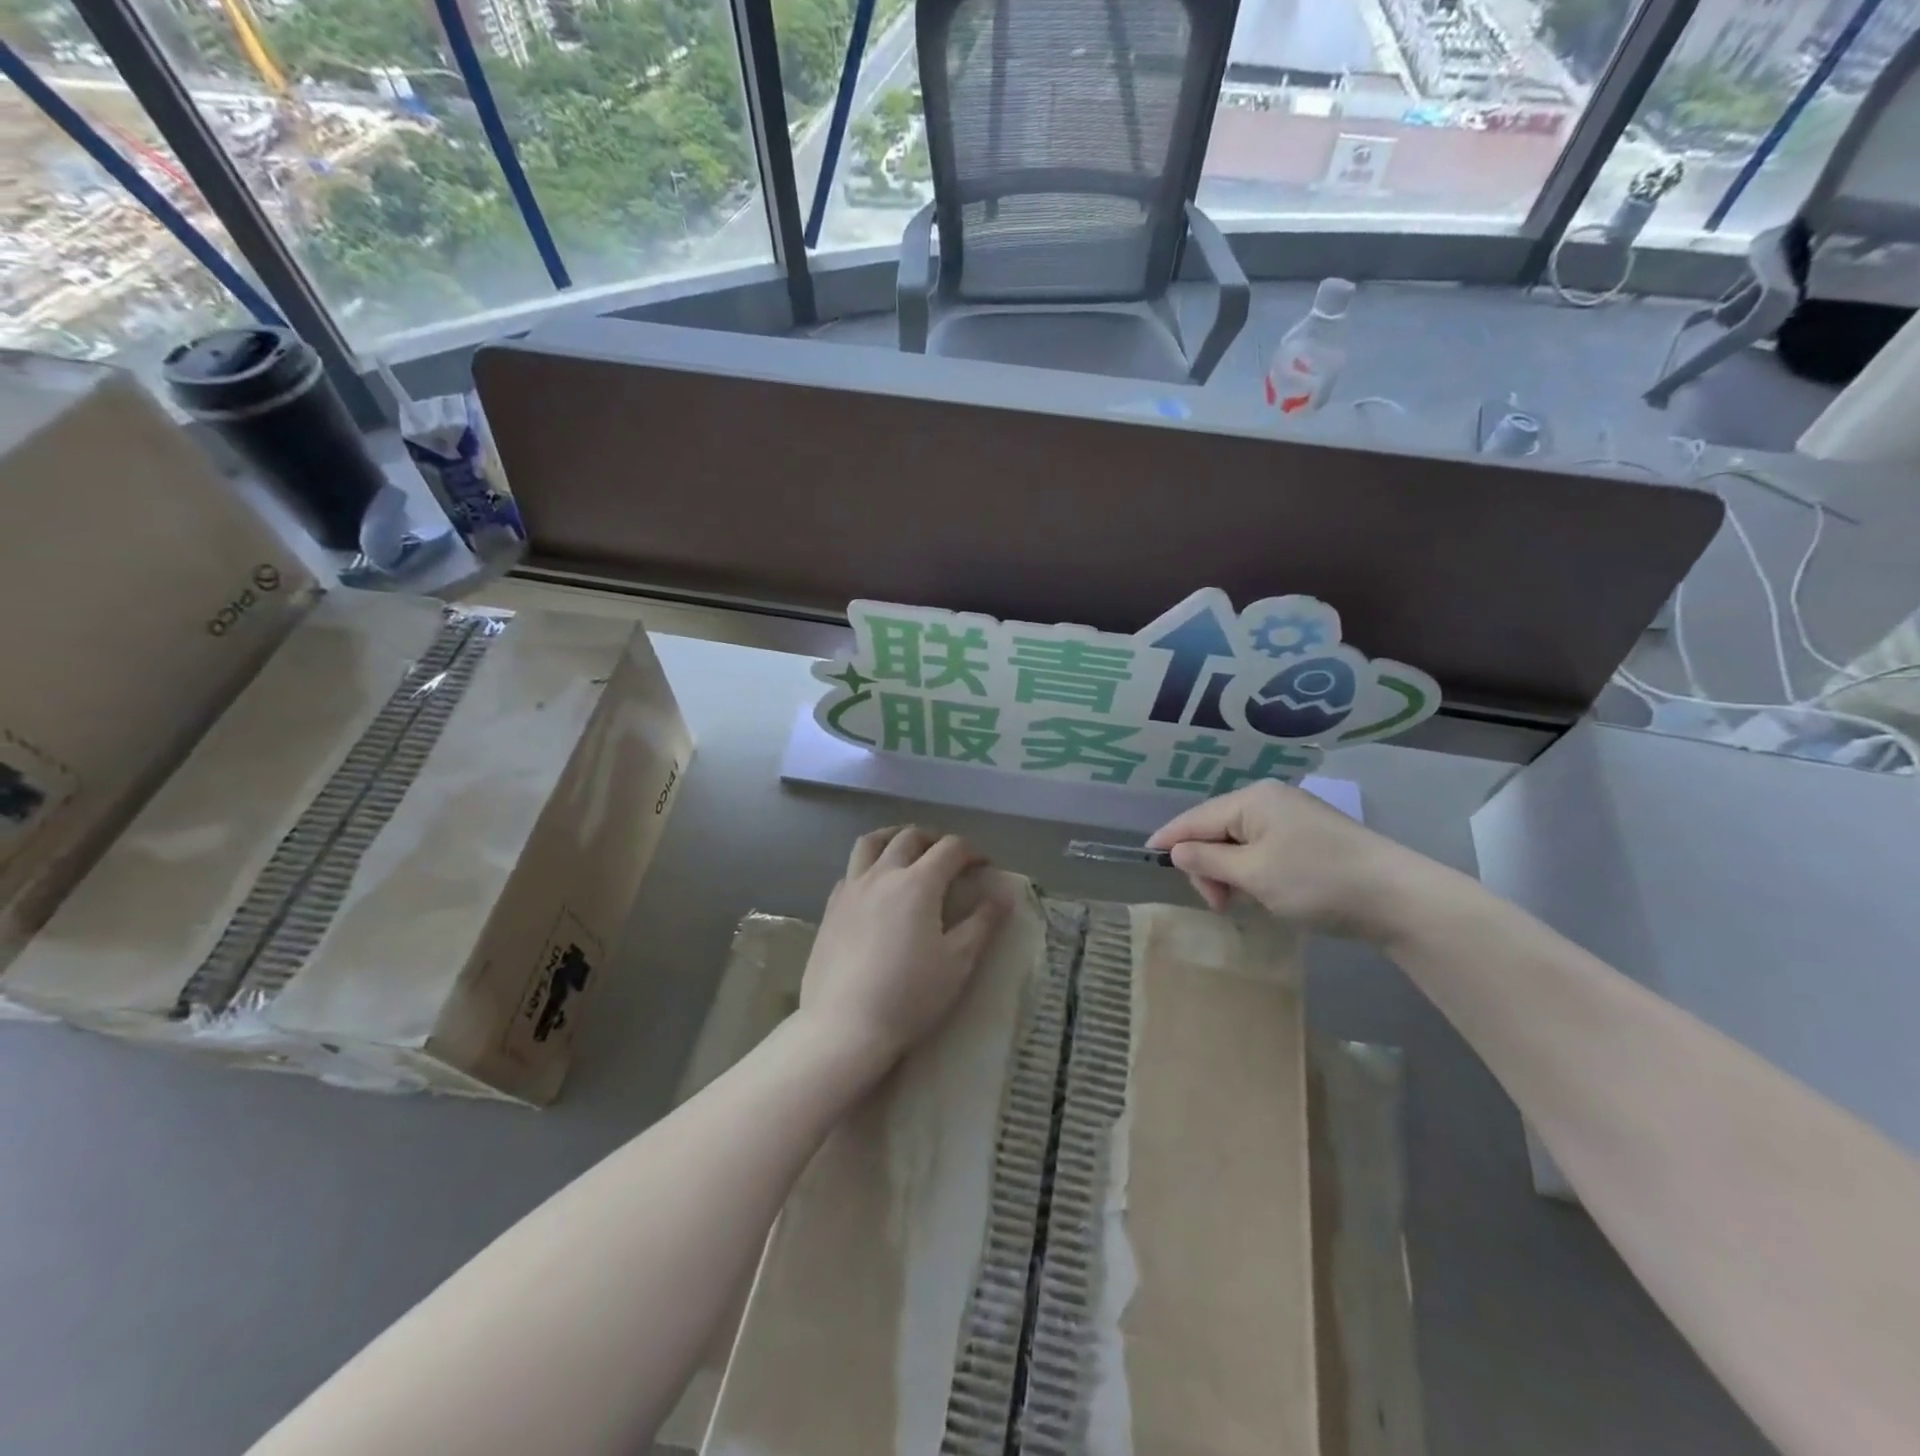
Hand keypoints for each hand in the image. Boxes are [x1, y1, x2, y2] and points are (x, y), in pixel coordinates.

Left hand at [797, 827, 1004, 1075]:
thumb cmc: (910, 995)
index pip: (950, 849)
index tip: (983, 867)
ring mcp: (851, 889)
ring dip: (894, 838)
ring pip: (871, 843)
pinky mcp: (830, 908)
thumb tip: (1003, 894)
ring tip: (906, 850)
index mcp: (918, 883)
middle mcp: (882, 875)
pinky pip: (850, 870)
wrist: (844, 1026)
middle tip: (948, 857)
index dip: (971, 852)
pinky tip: (875, 886)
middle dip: (934, 839)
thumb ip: (982, 923)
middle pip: (909, 837)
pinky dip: (868, 865)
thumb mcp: (958, 962)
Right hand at [1146, 782, 1417, 940]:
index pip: (1196, 818)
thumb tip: (1177, 851)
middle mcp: (1270, 800)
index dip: (1170, 838)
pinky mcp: (1312, 838)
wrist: (1398, 897)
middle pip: (1217, 830)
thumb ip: (1208, 862)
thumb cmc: (1316, 881)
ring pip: (1241, 842)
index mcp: (1253, 800)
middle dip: (1208, 865)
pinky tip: (1262, 893)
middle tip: (1217, 904)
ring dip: (1231, 872)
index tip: (1146, 855)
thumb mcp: (1253, 875)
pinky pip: (1264, 849)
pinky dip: (1253, 871)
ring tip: (1240, 903)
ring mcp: (1294, 817)